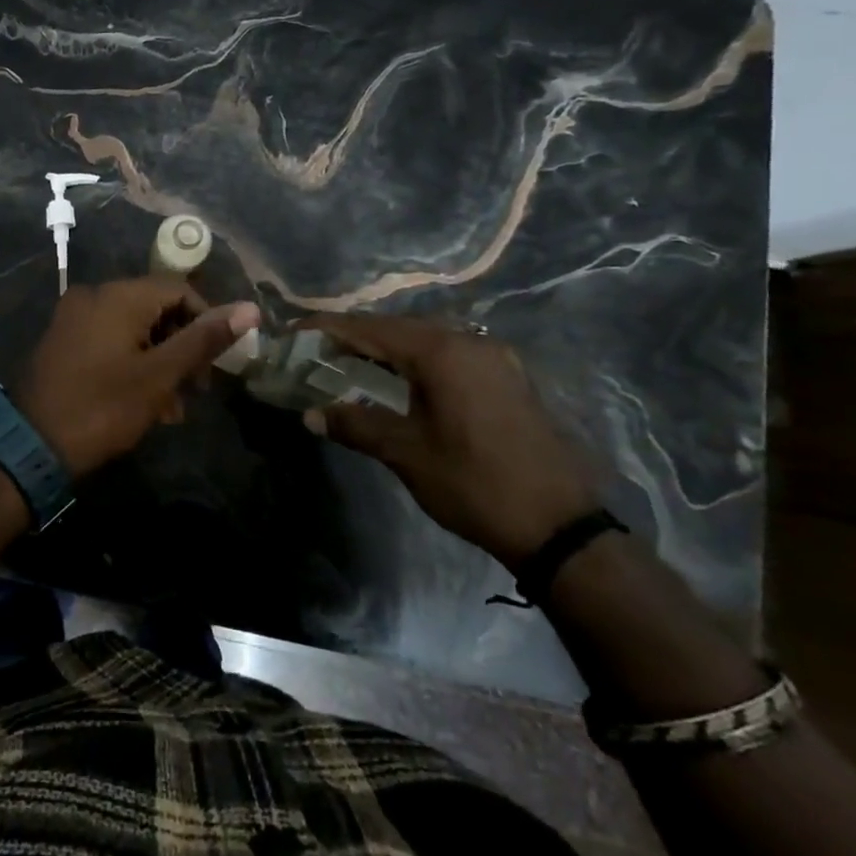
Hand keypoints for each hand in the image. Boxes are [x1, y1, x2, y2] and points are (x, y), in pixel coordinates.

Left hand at [14, 277, 260, 477]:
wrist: (30, 445)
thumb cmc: (103, 407)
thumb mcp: (160, 375)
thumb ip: (204, 339)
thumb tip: (250, 309)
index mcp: (118, 295)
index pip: (180, 290)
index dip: (206, 322)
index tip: (216, 363)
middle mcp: (94, 295)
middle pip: (156, 308)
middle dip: (182, 347)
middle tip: (196, 390)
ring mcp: (74, 317)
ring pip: (134, 328)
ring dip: (160, 362)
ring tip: (172, 408)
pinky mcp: (64, 340)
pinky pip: (110, 340)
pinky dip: (133, 363)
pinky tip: (145, 403)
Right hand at [298, 314, 599, 567]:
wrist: (560, 527)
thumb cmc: (474, 484)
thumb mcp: (406, 454)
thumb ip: (356, 425)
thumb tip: (311, 414)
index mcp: (442, 352)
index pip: (371, 329)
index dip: (329, 328)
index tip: (295, 331)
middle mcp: (469, 342)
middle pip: (399, 328)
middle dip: (357, 335)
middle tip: (319, 348)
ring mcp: (494, 358)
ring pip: (427, 339)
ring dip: (388, 347)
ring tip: (351, 360)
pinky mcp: (507, 378)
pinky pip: (450, 355)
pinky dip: (417, 359)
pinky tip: (402, 377)